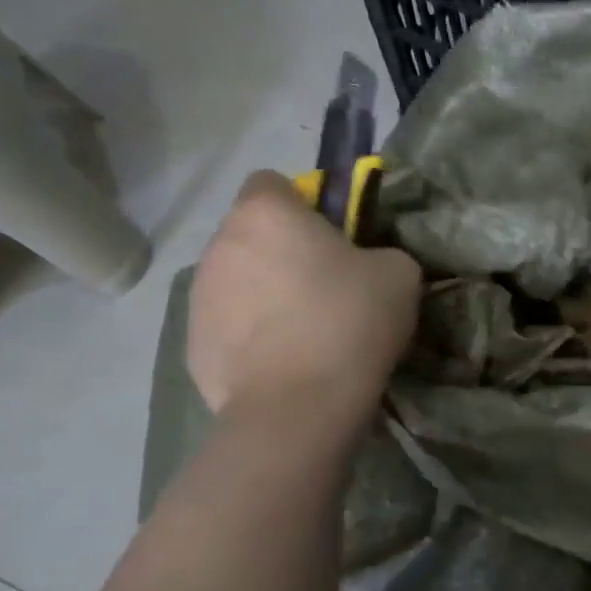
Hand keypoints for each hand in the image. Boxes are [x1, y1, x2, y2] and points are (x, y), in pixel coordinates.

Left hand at [188, 171, 421, 413]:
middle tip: (323, 286)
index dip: (301, 203)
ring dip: (262, 292)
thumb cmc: (350, 322)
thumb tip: (365, 263)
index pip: (271, 182)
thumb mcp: (399, 274)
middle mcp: (220, 245)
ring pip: (236, 279)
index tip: (330, 235)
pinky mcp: (191, 344)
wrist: (299, 407)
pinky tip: (281, 362)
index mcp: (265, 215)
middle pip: (251, 234)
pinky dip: (249, 335)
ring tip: (301, 331)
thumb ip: (379, 251)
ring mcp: (198, 296)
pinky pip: (227, 324)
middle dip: (280, 251)